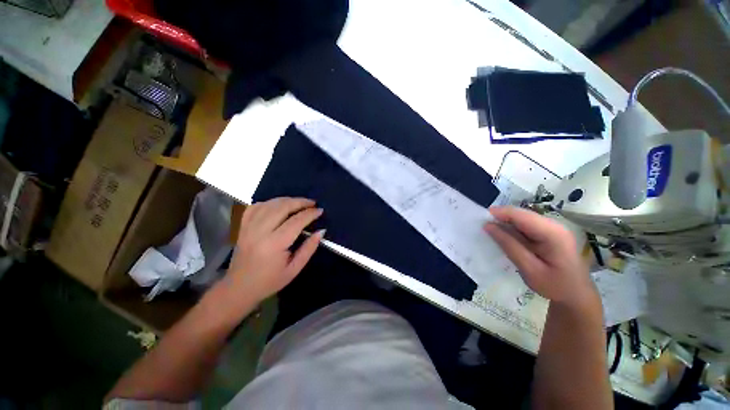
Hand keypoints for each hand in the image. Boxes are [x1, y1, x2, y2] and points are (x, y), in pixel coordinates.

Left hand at [224, 197, 324, 303]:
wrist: (239, 288)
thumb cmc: (270, 281)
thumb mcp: (295, 269)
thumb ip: (309, 248)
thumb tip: (321, 231)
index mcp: (274, 244)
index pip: (296, 221)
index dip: (310, 214)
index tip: (320, 211)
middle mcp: (260, 232)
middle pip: (282, 207)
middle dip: (300, 202)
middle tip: (312, 203)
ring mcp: (249, 227)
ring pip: (269, 204)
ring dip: (287, 200)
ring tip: (299, 203)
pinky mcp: (243, 226)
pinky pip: (256, 207)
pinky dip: (269, 202)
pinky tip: (278, 205)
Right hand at [483, 206, 596, 307]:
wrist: (577, 296)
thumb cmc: (555, 286)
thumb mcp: (529, 269)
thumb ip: (509, 245)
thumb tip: (488, 226)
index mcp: (553, 233)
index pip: (521, 215)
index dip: (499, 213)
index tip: (479, 218)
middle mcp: (554, 225)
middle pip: (521, 214)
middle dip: (500, 217)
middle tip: (482, 227)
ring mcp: (552, 228)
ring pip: (522, 218)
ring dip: (505, 223)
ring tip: (490, 232)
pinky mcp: (548, 232)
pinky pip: (525, 225)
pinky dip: (512, 228)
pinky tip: (504, 236)